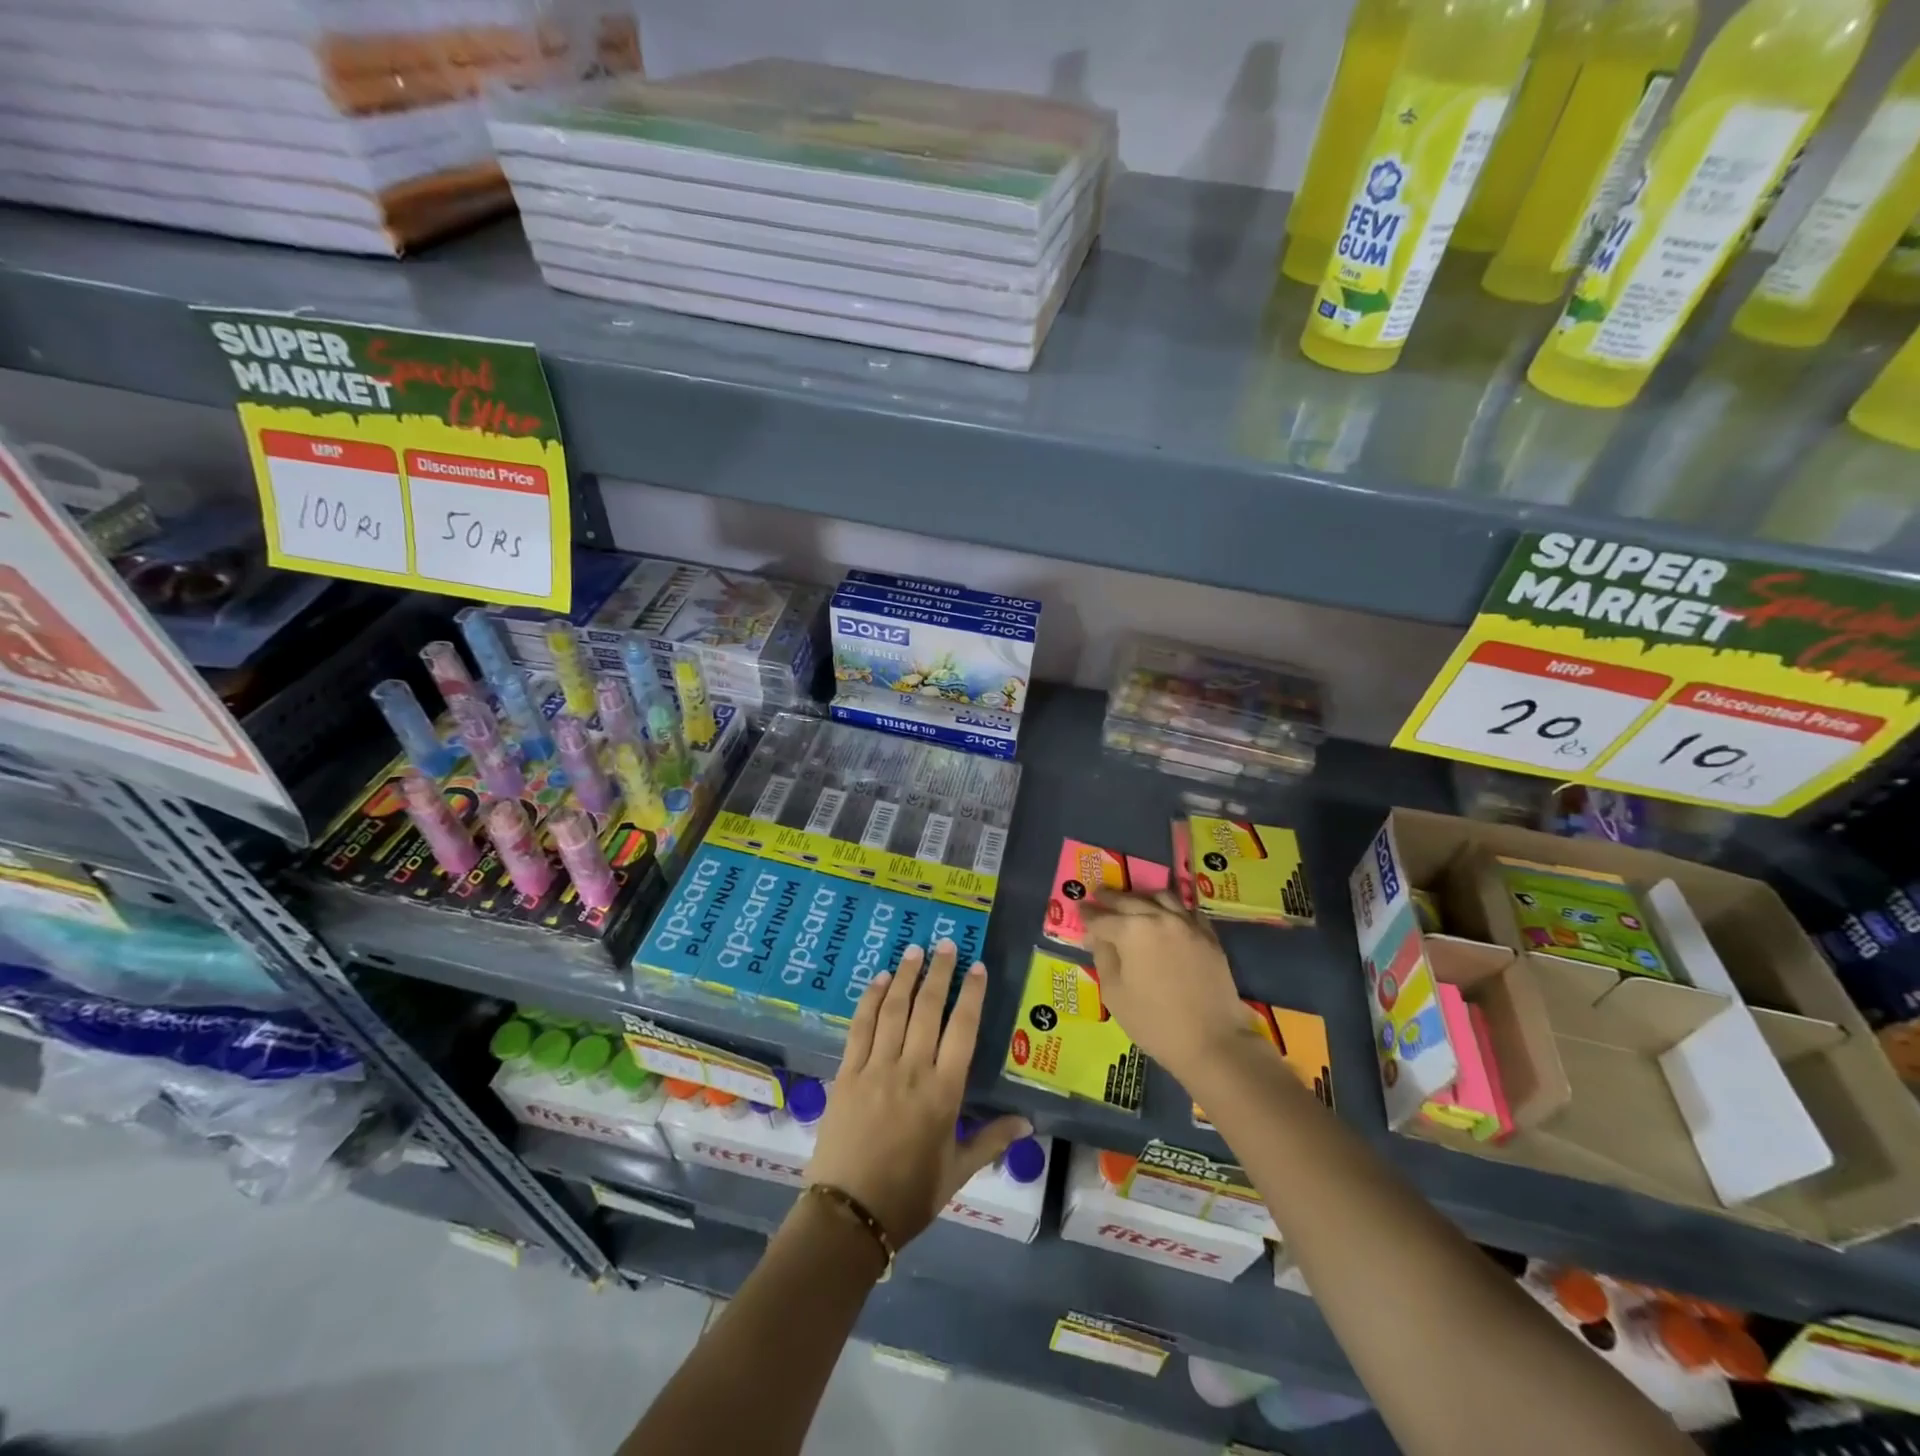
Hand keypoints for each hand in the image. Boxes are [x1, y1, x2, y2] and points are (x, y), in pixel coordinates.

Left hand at [807, 940, 1029, 1246]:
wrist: (849, 1216)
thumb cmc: (910, 1196)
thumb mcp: (957, 1172)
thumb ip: (991, 1140)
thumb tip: (1028, 1123)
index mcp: (944, 1093)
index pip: (963, 1030)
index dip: (971, 994)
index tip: (977, 967)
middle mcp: (912, 1070)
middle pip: (927, 1009)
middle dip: (939, 973)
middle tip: (945, 945)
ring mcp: (876, 1068)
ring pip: (894, 1010)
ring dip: (905, 976)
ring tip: (914, 951)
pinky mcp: (847, 1073)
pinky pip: (860, 1027)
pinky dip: (870, 1000)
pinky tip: (878, 981)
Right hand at [1081, 891, 1262, 1082]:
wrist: (1211, 1042)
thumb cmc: (1153, 1023)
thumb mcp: (1114, 994)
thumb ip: (1103, 957)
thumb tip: (1098, 937)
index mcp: (1132, 931)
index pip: (1102, 917)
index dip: (1088, 913)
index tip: (1080, 908)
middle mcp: (1159, 918)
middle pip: (1130, 900)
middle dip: (1110, 897)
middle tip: (1098, 894)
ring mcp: (1188, 924)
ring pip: (1161, 897)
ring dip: (1142, 896)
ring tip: (1132, 900)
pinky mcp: (1209, 936)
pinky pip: (1187, 911)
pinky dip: (1172, 908)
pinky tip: (1167, 914)